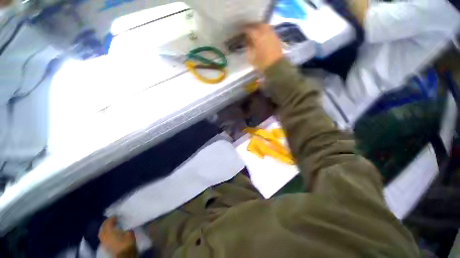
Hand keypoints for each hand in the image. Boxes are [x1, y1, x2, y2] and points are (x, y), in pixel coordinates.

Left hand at [98, 217, 135, 256]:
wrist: (124, 254)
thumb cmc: (127, 242)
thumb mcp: (129, 232)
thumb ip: (125, 227)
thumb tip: (125, 223)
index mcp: (109, 231)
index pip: (108, 222)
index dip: (111, 218)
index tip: (116, 215)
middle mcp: (104, 235)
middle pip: (102, 227)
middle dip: (106, 223)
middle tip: (111, 219)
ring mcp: (104, 241)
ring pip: (101, 233)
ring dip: (104, 228)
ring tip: (110, 225)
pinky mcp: (105, 245)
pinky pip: (102, 237)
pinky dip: (104, 233)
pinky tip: (109, 232)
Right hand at [245, 24, 283, 71]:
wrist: (275, 67)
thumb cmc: (262, 63)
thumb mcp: (251, 57)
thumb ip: (249, 47)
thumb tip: (248, 40)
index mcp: (258, 36)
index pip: (250, 29)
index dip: (245, 29)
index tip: (241, 30)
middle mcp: (266, 32)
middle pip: (258, 24)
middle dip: (253, 25)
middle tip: (248, 29)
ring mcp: (272, 34)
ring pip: (265, 26)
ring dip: (259, 27)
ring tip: (255, 31)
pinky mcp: (276, 38)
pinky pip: (269, 30)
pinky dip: (265, 31)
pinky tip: (262, 36)